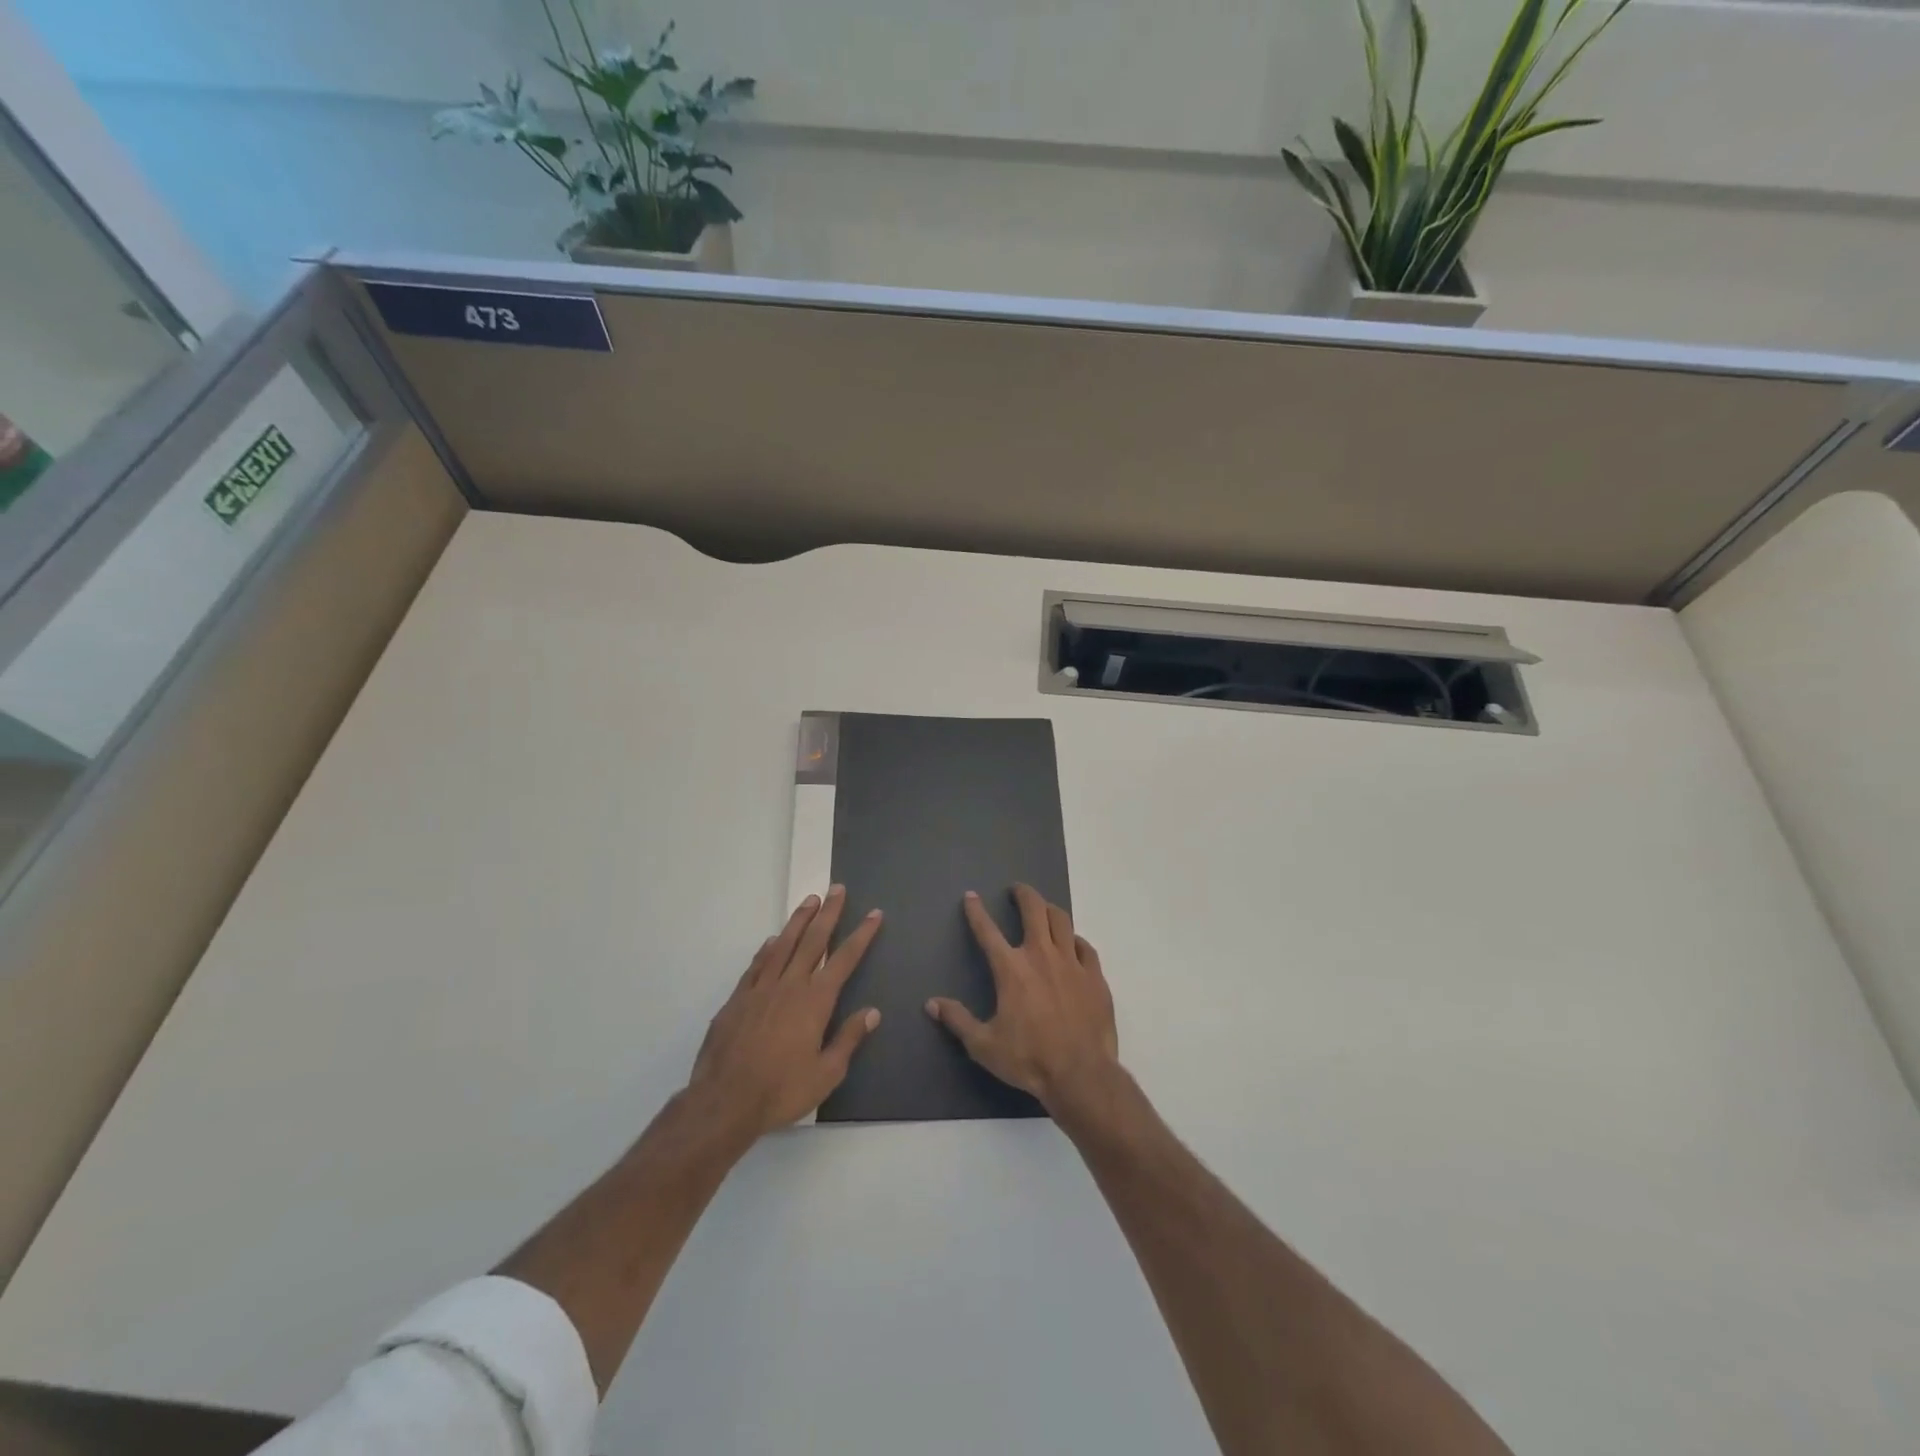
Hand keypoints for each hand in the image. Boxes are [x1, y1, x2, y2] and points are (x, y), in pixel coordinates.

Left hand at [687, 887, 882, 1137]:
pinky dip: (768, 949)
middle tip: (837, 889)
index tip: (874, 914)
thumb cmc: (781, 1091)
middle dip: (828, 913)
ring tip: (809, 900)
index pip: (844, 959)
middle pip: (813, 941)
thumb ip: (849, 1039)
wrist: (724, 1101)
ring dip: (798, 920)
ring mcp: (760, 989)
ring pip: (783, 945)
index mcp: (815, 1001)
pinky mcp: (737, 999)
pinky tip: (773, 940)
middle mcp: (789, 986)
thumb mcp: (826, 1073)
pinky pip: (757, 965)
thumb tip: (872, 1012)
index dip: (861, 935)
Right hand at [927, 884, 1119, 1113]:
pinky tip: (1072, 944)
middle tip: (1017, 890)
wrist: (1081, 1074)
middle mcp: (1041, 956)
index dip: (976, 911)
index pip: (988, 931)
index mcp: (1011, 969)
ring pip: (1062, 921)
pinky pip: (1085, 947)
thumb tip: (931, 1003)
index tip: (971, 896)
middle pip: (1034, 910)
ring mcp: (1072, 963)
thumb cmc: (1029, 1059)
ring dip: (1050, 910)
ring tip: (1044, 909)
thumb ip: (958, 1020)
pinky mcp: (1095, 976)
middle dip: (1023, 894)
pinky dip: (1075, 940)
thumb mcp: (984, 1045)